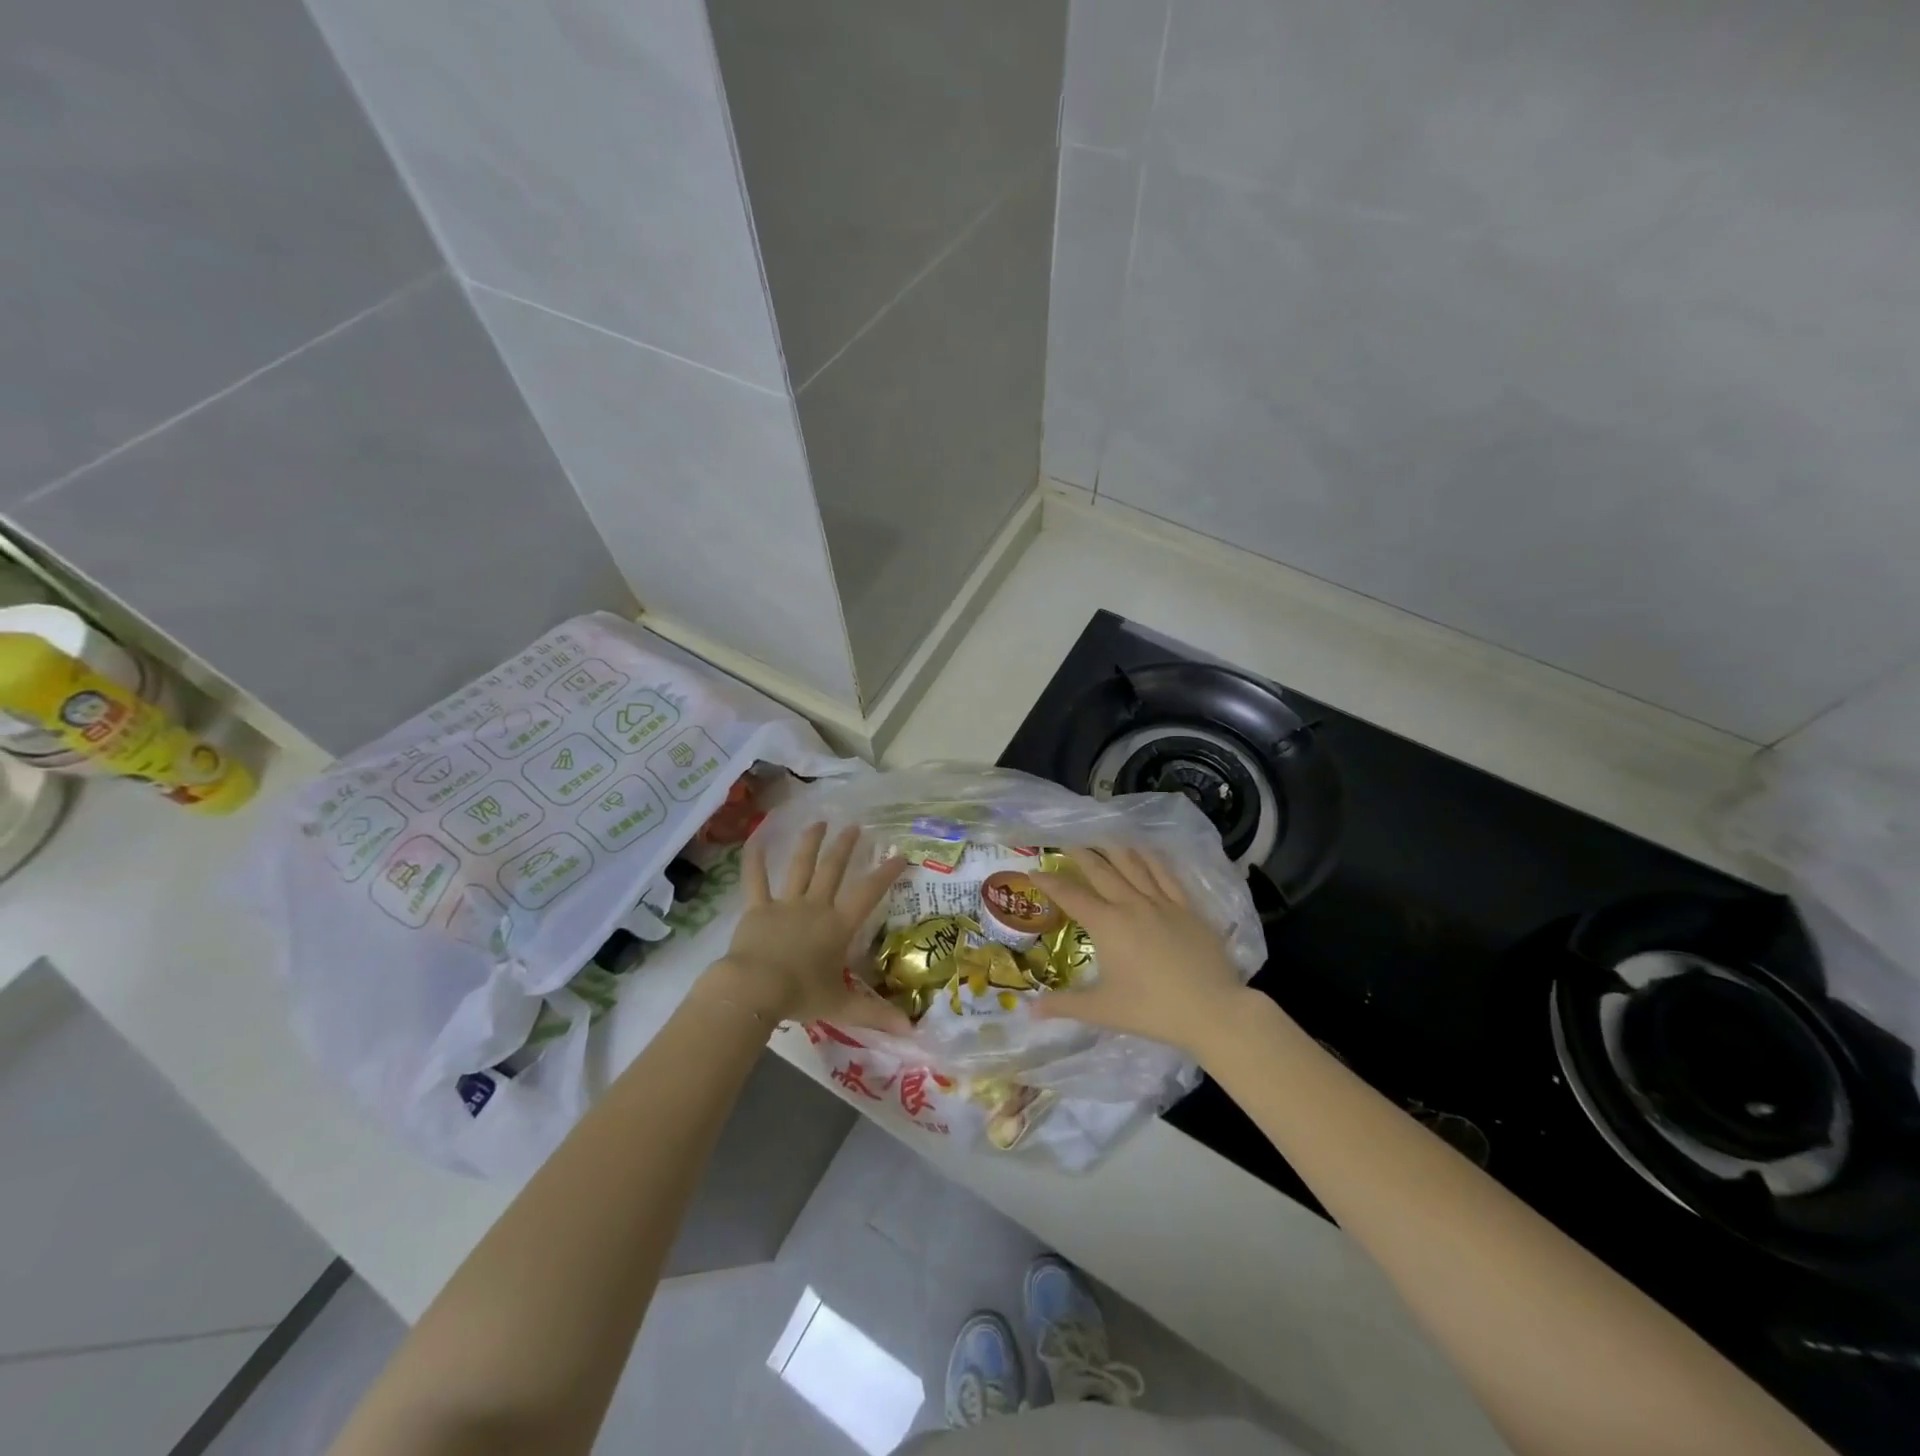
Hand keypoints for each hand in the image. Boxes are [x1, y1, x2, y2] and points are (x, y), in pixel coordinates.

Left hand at [699, 822, 909, 1034]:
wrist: (755, 988)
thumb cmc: (801, 995)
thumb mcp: (842, 1005)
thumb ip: (875, 1014)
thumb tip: (912, 1031)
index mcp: (838, 925)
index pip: (868, 893)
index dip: (885, 873)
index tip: (900, 854)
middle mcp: (816, 906)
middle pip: (833, 869)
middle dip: (845, 847)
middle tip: (855, 827)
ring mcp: (785, 904)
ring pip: (800, 866)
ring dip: (810, 843)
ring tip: (819, 823)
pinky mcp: (757, 908)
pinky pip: (755, 879)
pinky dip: (755, 858)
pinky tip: (755, 837)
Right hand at [1034, 846, 1250, 1057]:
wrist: (1213, 1010)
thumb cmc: (1153, 1010)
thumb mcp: (1102, 1010)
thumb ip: (1064, 1005)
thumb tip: (1030, 1010)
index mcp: (1107, 925)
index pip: (1071, 896)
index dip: (1050, 882)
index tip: (1035, 871)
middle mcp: (1131, 904)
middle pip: (1101, 870)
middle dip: (1080, 854)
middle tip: (1066, 841)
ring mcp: (1161, 902)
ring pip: (1133, 865)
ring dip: (1113, 849)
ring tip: (1101, 836)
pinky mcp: (1187, 907)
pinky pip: (1165, 874)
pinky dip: (1151, 858)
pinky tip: (1144, 850)